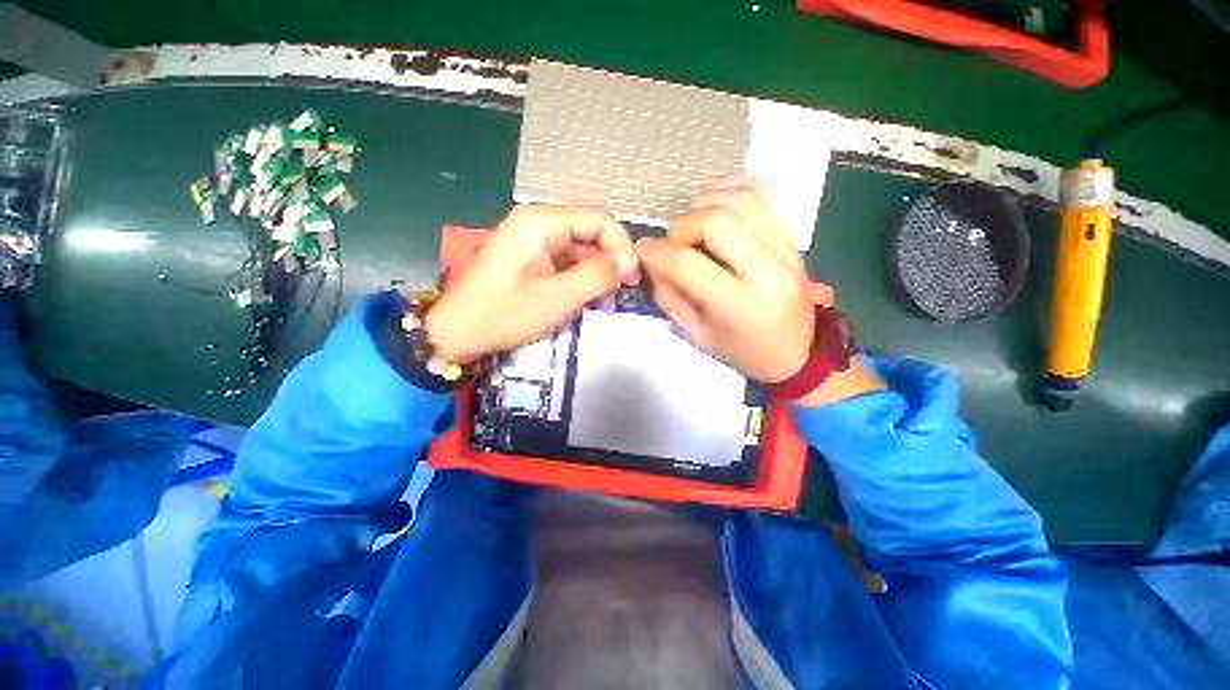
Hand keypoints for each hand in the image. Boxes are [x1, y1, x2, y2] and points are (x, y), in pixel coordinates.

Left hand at [425, 205, 638, 362]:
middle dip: (611, 261)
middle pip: (590, 232)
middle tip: (623, 292)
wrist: (458, 333)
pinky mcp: (532, 258)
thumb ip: (597, 276)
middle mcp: (538, 223)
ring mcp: (534, 241)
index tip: (632, 278)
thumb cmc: (505, 315)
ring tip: (607, 303)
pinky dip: (582, 279)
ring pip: (581, 249)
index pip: (598, 219)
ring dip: (598, 273)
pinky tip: (590, 300)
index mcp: (541, 222)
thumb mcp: (558, 298)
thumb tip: (629, 262)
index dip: (621, 245)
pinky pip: (566, 262)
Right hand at [636, 175, 813, 382]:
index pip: (689, 264)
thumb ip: (670, 298)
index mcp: (740, 305)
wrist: (799, 353)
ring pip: (742, 200)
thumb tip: (649, 263)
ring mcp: (787, 250)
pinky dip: (734, 186)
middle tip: (674, 241)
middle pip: (717, 221)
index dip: (658, 253)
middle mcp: (768, 271)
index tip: (644, 250)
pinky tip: (713, 195)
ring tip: (691, 219)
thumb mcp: (698, 336)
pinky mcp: (794, 239)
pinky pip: (765, 196)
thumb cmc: (744, 352)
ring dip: (706, 202)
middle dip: (683, 225)